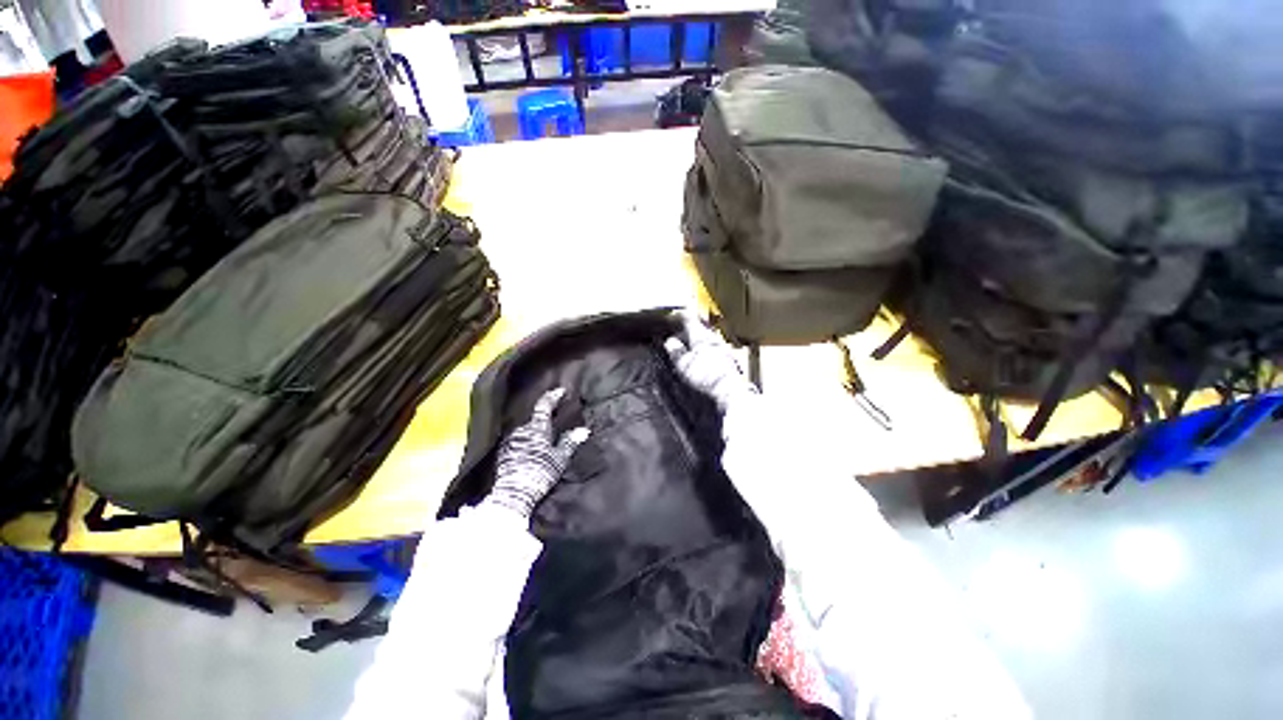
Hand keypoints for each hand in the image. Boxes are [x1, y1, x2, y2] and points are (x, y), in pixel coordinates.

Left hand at [483, 388, 589, 519]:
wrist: (514, 494)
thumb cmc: (540, 472)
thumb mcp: (560, 459)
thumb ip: (570, 442)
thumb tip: (583, 430)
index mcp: (537, 428)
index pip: (544, 406)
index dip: (553, 397)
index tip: (561, 391)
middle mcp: (521, 430)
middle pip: (534, 418)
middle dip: (544, 418)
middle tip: (555, 419)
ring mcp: (510, 441)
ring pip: (525, 430)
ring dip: (534, 431)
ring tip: (543, 437)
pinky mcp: (503, 453)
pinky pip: (517, 440)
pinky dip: (526, 440)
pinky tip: (531, 449)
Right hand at [662, 310, 757, 413]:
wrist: (731, 393)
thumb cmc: (706, 378)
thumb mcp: (684, 365)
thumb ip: (677, 351)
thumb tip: (670, 341)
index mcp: (702, 337)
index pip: (690, 319)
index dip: (680, 316)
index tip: (673, 316)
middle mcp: (715, 339)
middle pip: (701, 327)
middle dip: (690, 327)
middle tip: (681, 330)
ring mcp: (724, 349)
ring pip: (709, 338)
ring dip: (699, 339)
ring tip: (690, 345)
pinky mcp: (730, 361)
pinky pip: (715, 349)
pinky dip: (706, 350)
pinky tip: (703, 359)